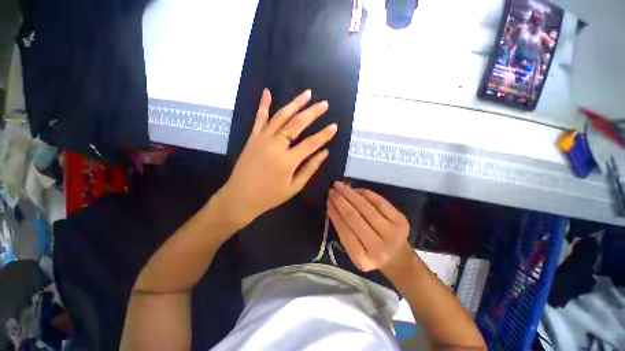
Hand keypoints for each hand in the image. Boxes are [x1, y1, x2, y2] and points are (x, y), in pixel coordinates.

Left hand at [216, 88, 337, 228]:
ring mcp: (262, 139)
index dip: (324, 134)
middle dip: (313, 112)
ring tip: (307, 93)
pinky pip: (259, 118)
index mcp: (288, 161)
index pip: (311, 143)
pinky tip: (267, 92)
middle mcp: (276, 145)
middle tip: (324, 104)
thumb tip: (324, 153)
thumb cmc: (270, 195)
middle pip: (297, 123)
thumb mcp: (294, 187)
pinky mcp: (252, 137)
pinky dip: (263, 104)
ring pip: (281, 116)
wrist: (240, 197)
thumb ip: (310, 168)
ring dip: (295, 103)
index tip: (335, 126)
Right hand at [327, 182, 410, 273]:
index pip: (344, 231)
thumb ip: (344, 230)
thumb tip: (334, 204)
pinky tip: (355, 189)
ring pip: (366, 207)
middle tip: (332, 190)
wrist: (397, 257)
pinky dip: (365, 193)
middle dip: (340, 200)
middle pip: (354, 217)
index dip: (335, 213)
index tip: (328, 200)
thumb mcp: (354, 250)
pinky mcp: (401, 221)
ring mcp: (392, 233)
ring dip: (350, 194)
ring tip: (340, 185)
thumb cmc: (370, 253)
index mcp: (362, 259)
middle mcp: (378, 248)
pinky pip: (379, 202)